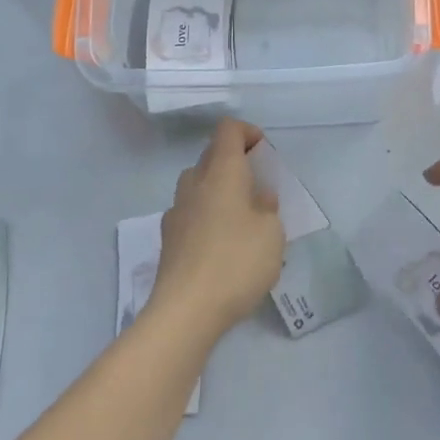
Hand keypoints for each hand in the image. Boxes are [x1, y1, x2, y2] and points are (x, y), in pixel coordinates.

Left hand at [149, 119, 285, 341]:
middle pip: (212, 155)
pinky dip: (206, 217)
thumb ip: (267, 208)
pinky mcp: (168, 237)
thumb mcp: (272, 233)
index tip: (263, 152)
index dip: (247, 132)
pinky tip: (219, 246)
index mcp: (221, 170)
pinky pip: (191, 212)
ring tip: (241, 219)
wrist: (185, 310)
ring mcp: (176, 209)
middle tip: (258, 189)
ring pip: (199, 184)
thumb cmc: (236, 262)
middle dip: (235, 163)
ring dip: (219, 191)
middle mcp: (194, 181)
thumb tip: (257, 197)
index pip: (228, 129)